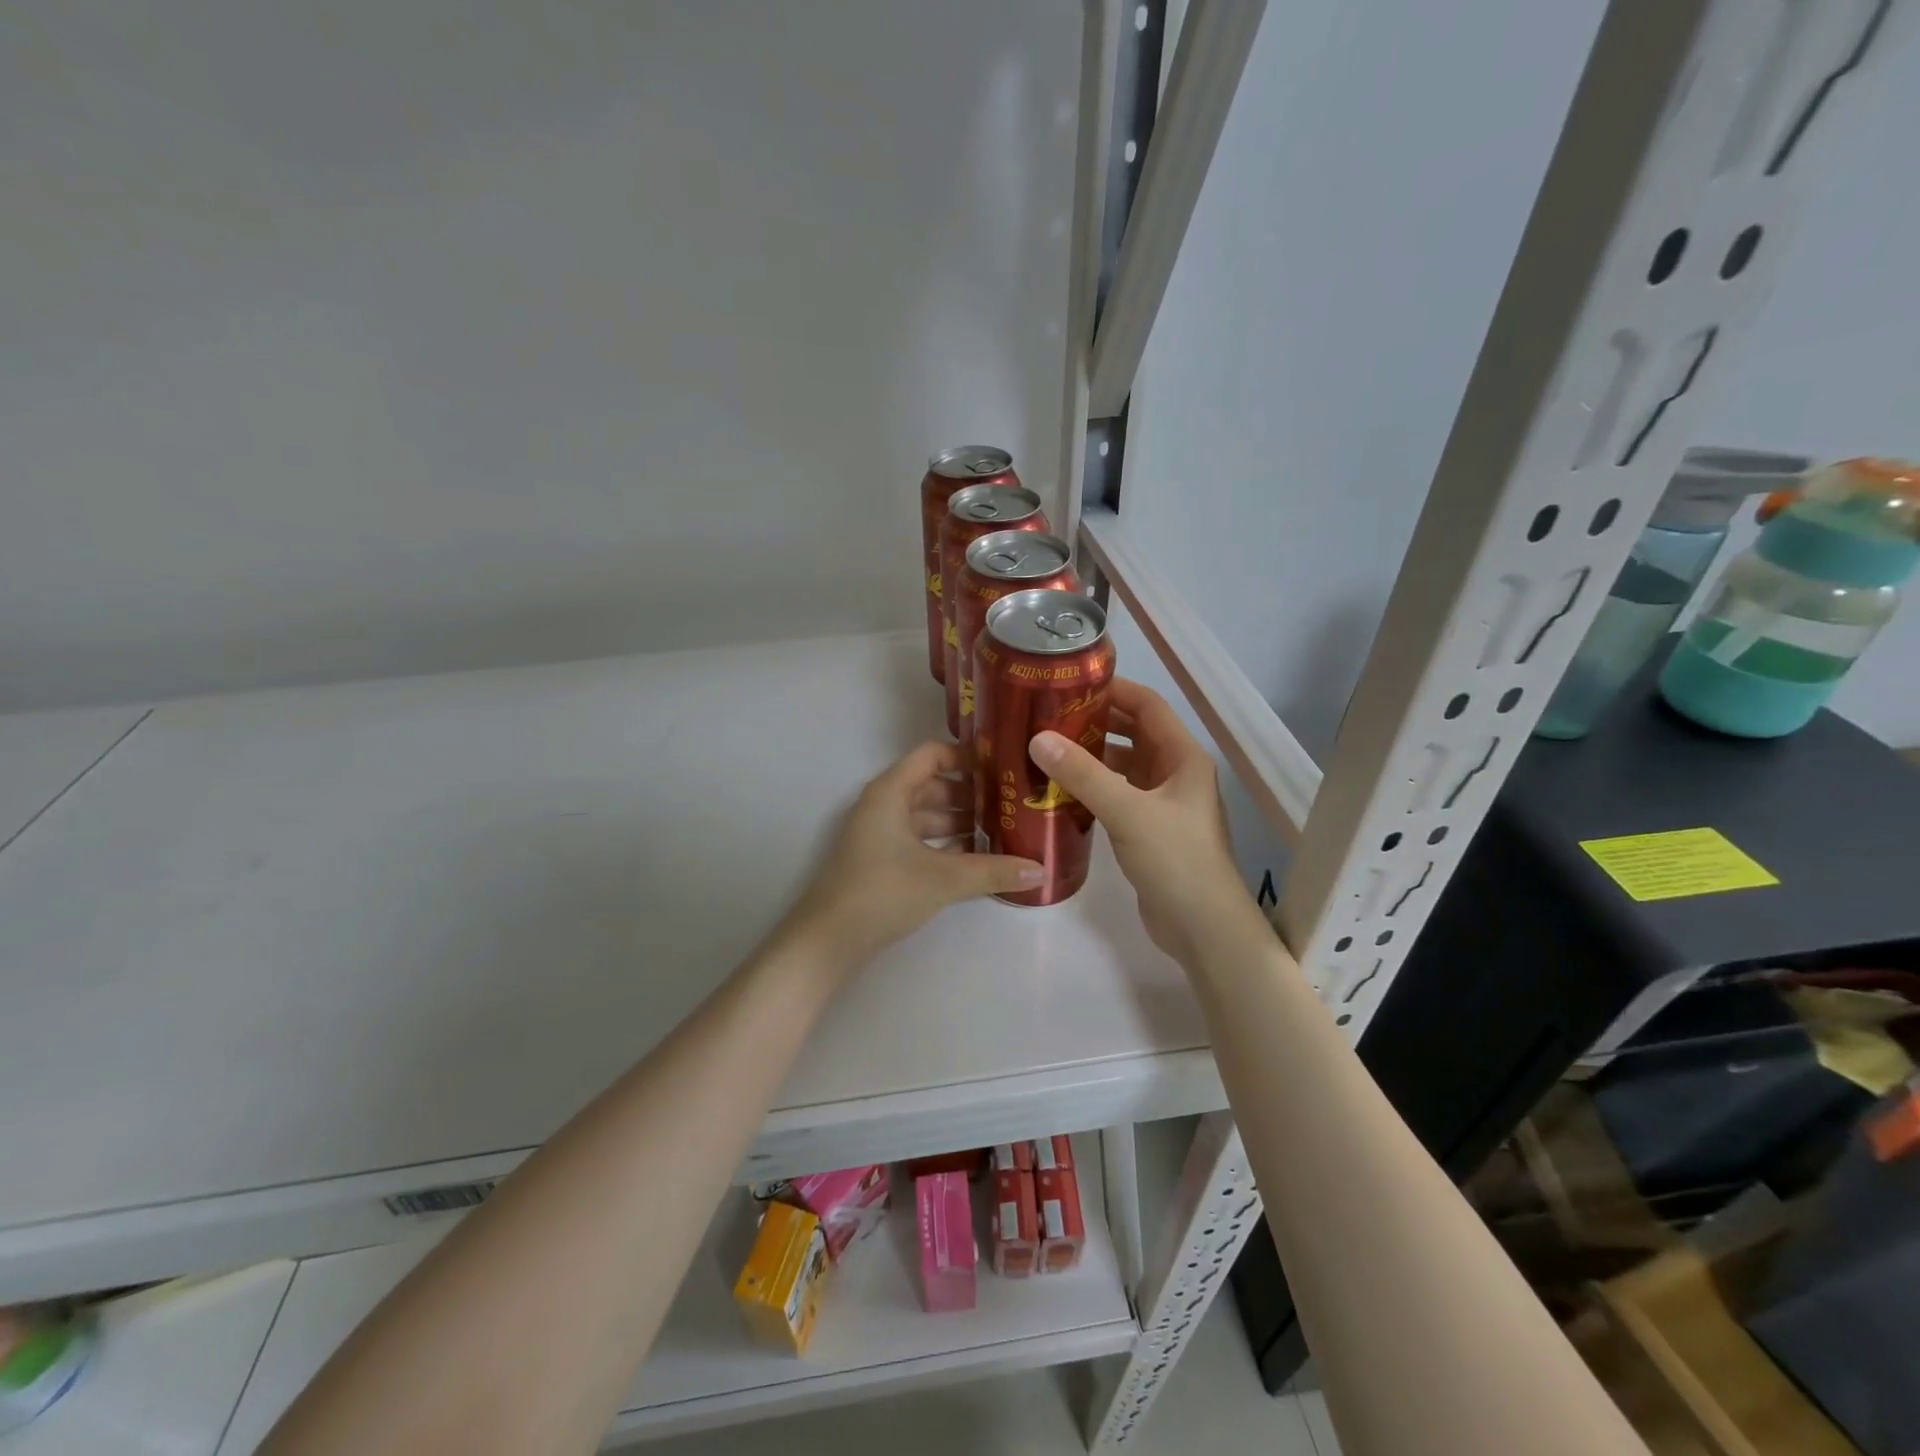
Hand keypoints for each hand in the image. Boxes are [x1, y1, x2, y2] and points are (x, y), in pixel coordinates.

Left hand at [790, 741, 1044, 963]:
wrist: (827, 941)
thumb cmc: (882, 892)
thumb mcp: (943, 879)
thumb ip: (993, 871)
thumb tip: (1041, 870)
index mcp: (890, 792)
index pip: (932, 755)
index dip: (966, 756)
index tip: (1002, 766)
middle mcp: (883, 805)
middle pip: (932, 785)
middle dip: (970, 793)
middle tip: (1010, 802)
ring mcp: (879, 834)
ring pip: (925, 815)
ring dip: (959, 821)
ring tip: (1001, 831)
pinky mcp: (879, 860)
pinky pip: (918, 839)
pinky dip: (944, 843)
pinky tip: (974, 859)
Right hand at [1031, 679, 1259, 963]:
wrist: (1203, 928)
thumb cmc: (1176, 860)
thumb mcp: (1128, 811)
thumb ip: (1083, 774)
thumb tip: (1038, 739)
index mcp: (1182, 757)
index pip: (1147, 706)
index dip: (1113, 689)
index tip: (1070, 683)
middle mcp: (1175, 773)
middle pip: (1133, 733)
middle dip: (1095, 722)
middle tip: (1049, 716)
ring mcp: (1163, 804)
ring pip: (1123, 767)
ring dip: (1091, 757)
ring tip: (1047, 750)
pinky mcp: (1149, 830)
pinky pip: (1117, 796)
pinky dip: (1092, 788)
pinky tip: (1060, 791)